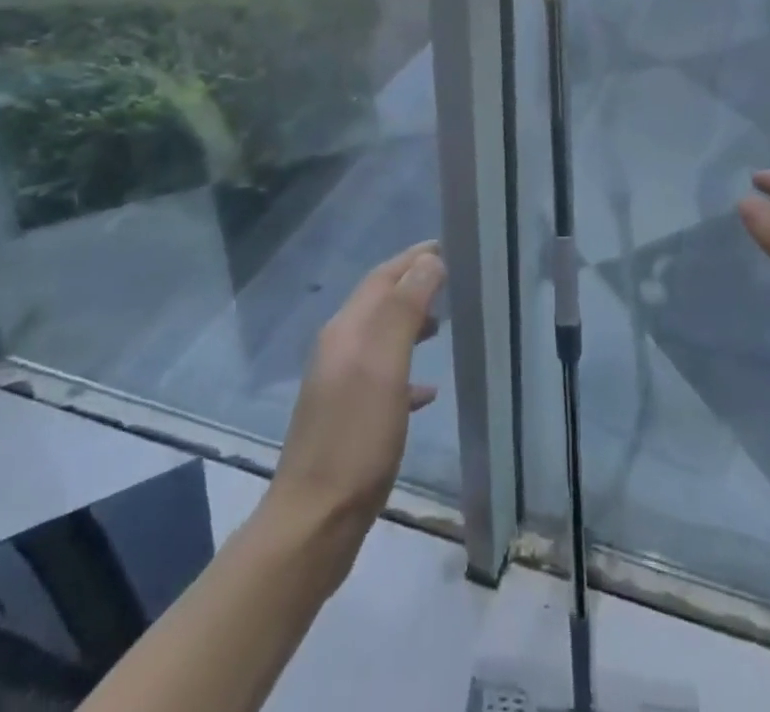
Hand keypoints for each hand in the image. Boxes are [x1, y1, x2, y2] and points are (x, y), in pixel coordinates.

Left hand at [266, 243, 445, 560]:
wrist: (314, 524)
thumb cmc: (355, 439)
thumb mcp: (384, 367)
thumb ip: (405, 309)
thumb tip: (429, 261)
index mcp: (346, 330)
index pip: (382, 277)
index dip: (413, 259)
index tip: (448, 246)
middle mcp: (339, 349)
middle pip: (380, 302)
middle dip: (414, 285)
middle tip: (454, 280)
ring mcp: (340, 385)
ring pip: (382, 338)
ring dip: (411, 323)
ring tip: (446, 324)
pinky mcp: (347, 418)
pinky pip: (383, 378)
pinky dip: (407, 370)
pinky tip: (428, 389)